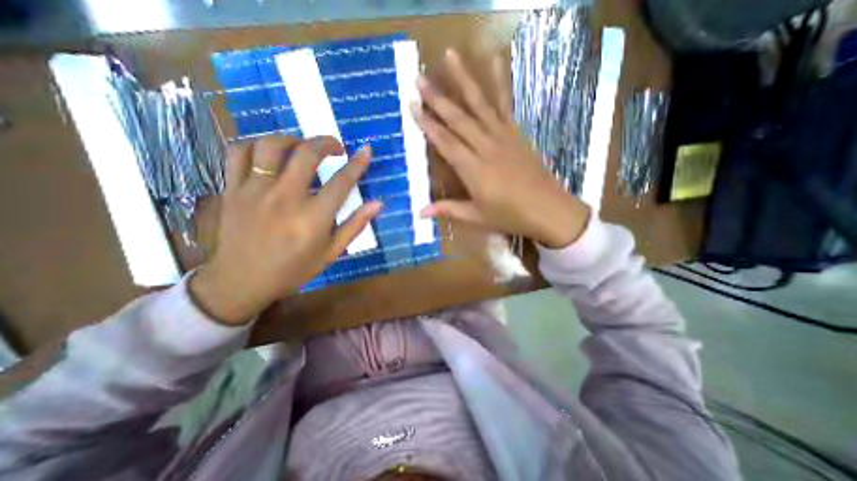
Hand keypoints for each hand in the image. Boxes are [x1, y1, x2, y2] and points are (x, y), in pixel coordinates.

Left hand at [193, 135, 385, 324]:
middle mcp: (285, 198)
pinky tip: (269, 154)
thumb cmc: (294, 269)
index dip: (357, 163)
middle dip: (326, 142)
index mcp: (313, 218)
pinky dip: (256, 145)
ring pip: (271, 146)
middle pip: (306, 154)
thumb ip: (354, 225)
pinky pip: (238, 153)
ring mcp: (254, 191)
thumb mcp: (331, 252)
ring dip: (292, 139)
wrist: (241, 281)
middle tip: (336, 147)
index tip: (366, 150)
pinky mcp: (232, 189)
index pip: (341, 182)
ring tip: (303, 147)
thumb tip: (378, 204)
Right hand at [413, 50, 589, 248]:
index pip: (446, 143)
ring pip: (480, 105)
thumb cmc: (509, 215)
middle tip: (420, 79)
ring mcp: (503, 137)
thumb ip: (449, 209)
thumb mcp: (476, 217)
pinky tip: (495, 61)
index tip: (413, 106)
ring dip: (464, 80)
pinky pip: (505, 104)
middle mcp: (486, 148)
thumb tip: (420, 212)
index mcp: (474, 170)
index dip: (428, 125)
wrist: (547, 209)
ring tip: (450, 56)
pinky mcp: (516, 133)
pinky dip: (500, 82)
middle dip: (438, 99)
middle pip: (459, 119)